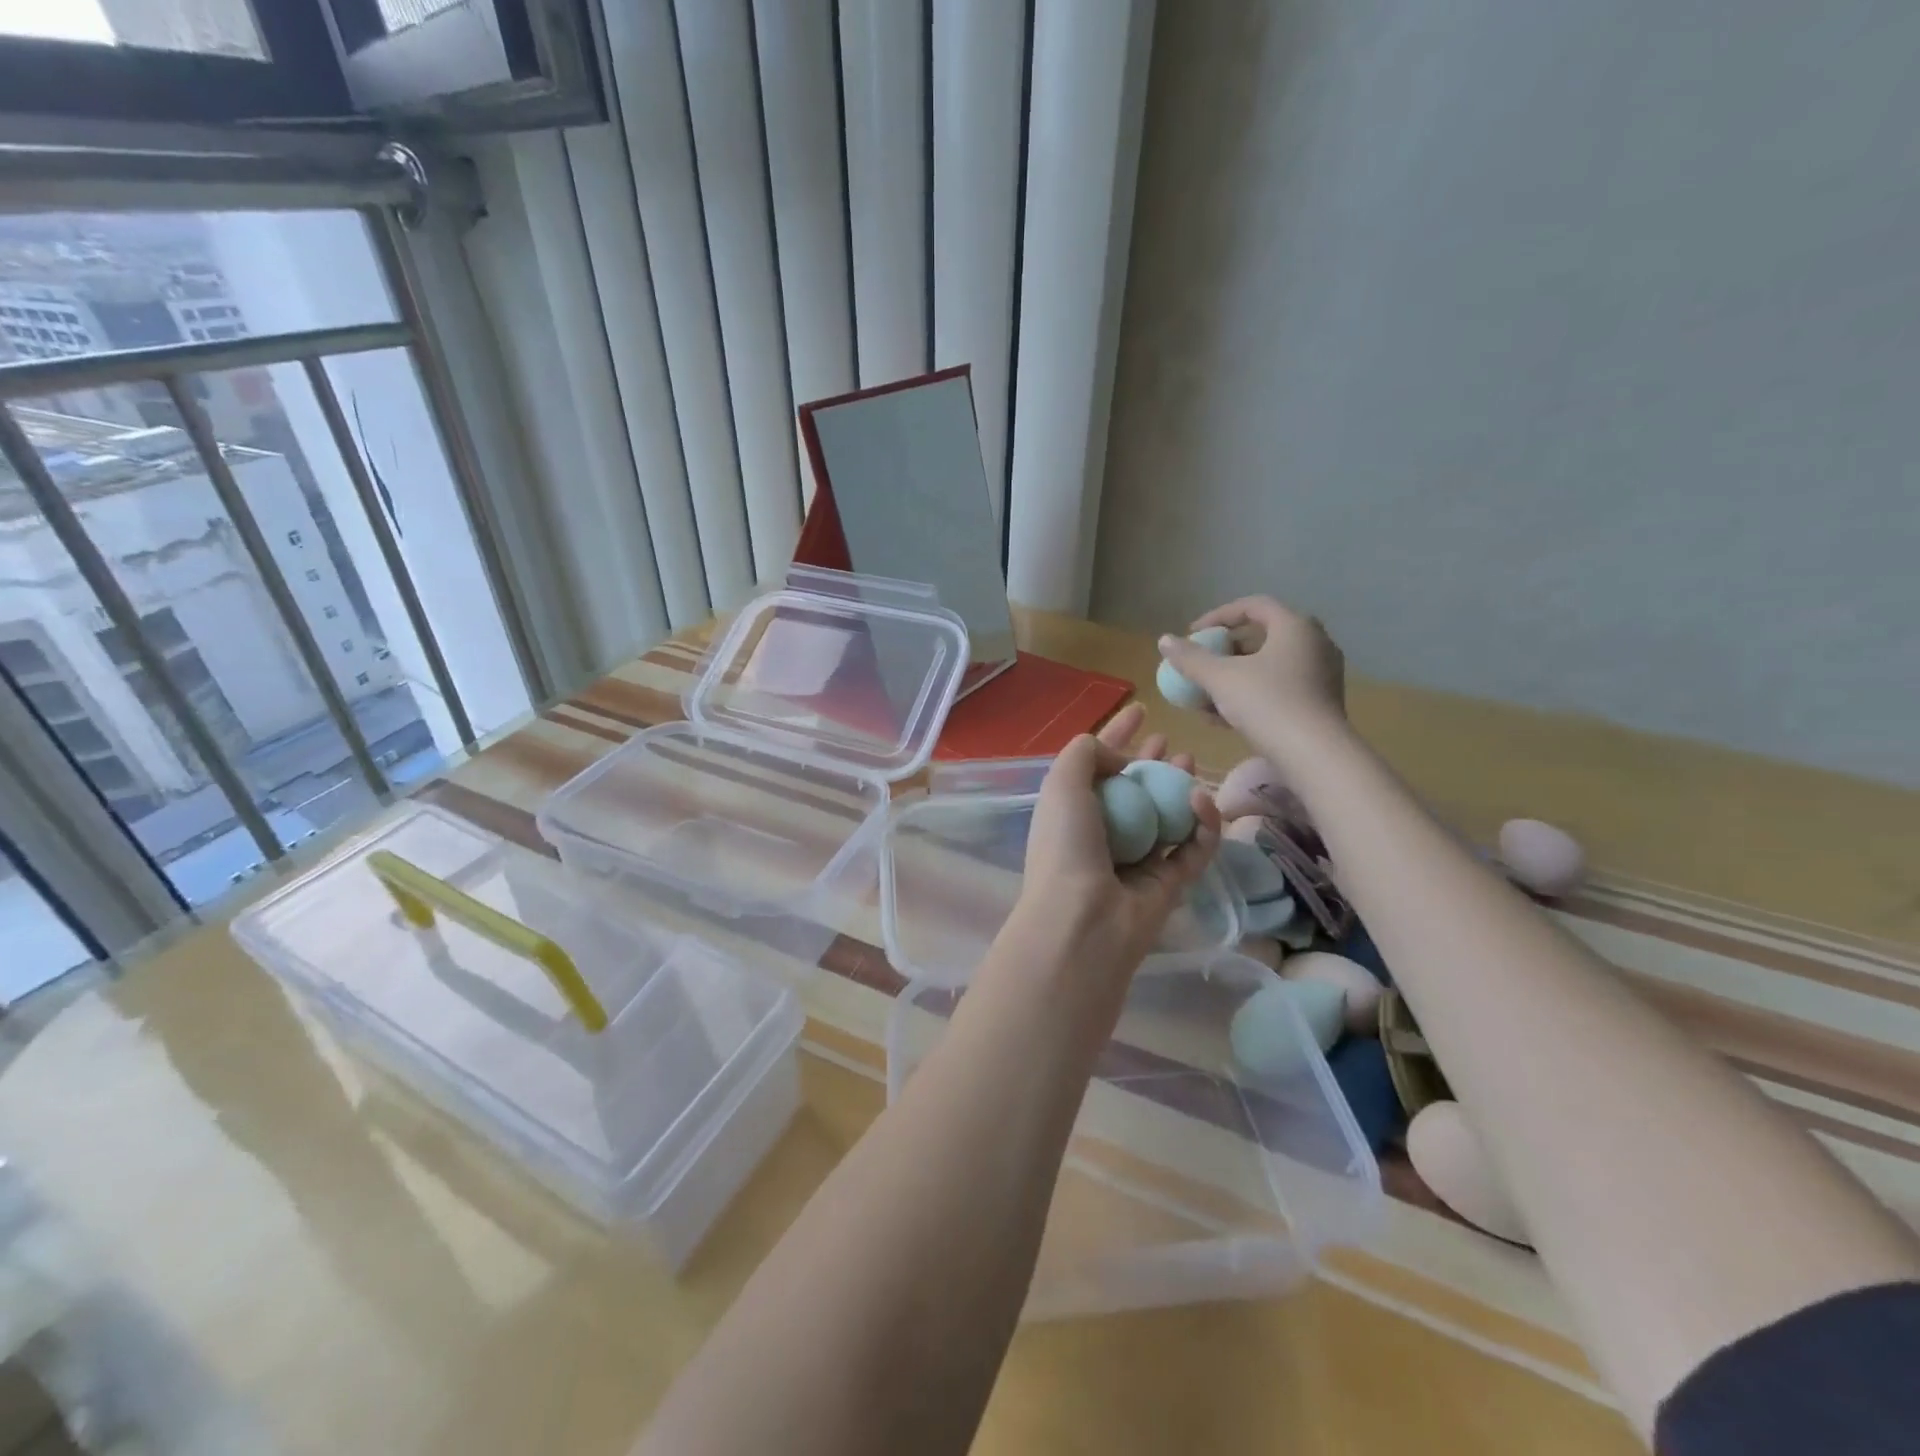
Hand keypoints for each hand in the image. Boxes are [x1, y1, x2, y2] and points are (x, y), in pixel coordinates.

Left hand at [1012, 705, 1221, 979]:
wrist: (1083, 919)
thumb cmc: (1066, 845)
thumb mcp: (1061, 783)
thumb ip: (1084, 752)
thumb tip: (1118, 756)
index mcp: (1072, 812)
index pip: (1096, 766)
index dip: (1115, 736)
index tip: (1139, 710)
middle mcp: (1102, 835)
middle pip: (1133, 791)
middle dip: (1150, 763)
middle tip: (1169, 742)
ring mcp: (1136, 861)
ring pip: (1165, 816)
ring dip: (1179, 787)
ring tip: (1190, 761)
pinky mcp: (1169, 885)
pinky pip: (1193, 848)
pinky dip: (1202, 823)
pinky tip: (1200, 798)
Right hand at [1158, 596, 1348, 758]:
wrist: (1315, 755)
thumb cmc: (1267, 703)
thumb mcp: (1220, 678)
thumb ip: (1191, 658)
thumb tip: (1165, 640)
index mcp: (1295, 626)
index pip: (1253, 606)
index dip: (1218, 616)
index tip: (1193, 633)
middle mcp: (1314, 643)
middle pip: (1262, 636)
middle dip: (1225, 650)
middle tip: (1202, 662)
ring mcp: (1321, 674)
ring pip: (1269, 666)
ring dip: (1234, 677)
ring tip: (1206, 696)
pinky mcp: (1320, 702)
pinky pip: (1279, 687)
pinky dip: (1252, 694)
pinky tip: (1224, 718)